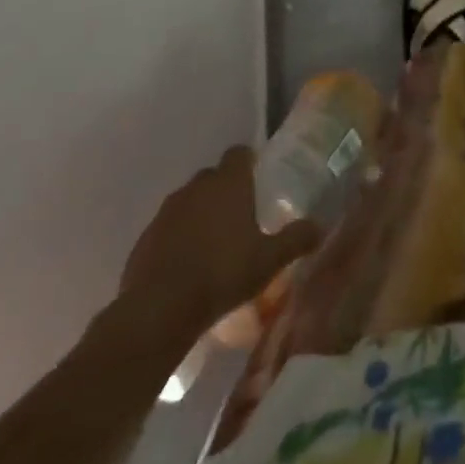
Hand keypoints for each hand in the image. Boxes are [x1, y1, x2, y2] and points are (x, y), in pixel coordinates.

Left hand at [115, 146, 319, 345]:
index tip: (257, 180)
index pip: (239, 153)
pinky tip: (186, 266)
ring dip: (199, 215)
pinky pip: (167, 228)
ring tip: (212, 245)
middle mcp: (197, 186)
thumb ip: (295, 240)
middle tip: (239, 217)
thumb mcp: (269, 260)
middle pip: (213, 176)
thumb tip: (320, 227)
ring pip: (188, 202)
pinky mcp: (144, 238)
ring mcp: (167, 211)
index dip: (248, 163)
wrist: (158, 310)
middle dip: (224, 191)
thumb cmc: (222, 273)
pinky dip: (177, 238)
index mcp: (228, 182)